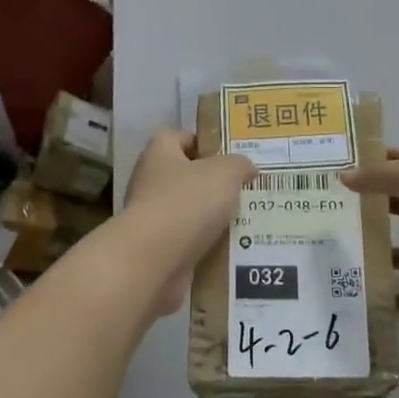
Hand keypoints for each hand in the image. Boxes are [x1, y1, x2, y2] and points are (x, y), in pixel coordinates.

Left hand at [122, 130, 255, 314]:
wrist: (153, 260)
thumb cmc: (187, 203)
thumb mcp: (225, 172)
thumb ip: (239, 164)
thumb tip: (246, 168)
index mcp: (160, 154)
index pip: (179, 137)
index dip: (203, 142)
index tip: (230, 155)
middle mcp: (151, 182)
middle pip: (187, 176)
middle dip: (215, 183)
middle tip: (246, 190)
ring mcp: (152, 218)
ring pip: (190, 212)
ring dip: (214, 218)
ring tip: (248, 220)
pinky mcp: (158, 249)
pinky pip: (190, 242)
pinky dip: (208, 246)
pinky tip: (234, 249)